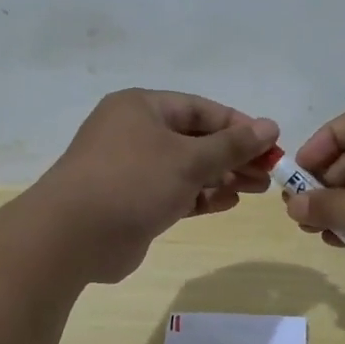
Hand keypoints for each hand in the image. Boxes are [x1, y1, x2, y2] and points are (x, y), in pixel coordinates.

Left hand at [33, 89, 279, 283]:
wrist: (73, 236)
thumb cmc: (133, 181)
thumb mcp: (189, 159)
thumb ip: (232, 145)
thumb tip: (270, 126)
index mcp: (142, 107)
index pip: (201, 109)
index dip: (239, 126)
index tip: (271, 144)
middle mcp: (135, 133)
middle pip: (195, 139)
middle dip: (233, 155)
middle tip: (269, 173)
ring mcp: (132, 169)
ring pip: (186, 168)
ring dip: (221, 177)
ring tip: (256, 189)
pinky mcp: (132, 202)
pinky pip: (174, 193)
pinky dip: (201, 197)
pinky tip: (228, 203)